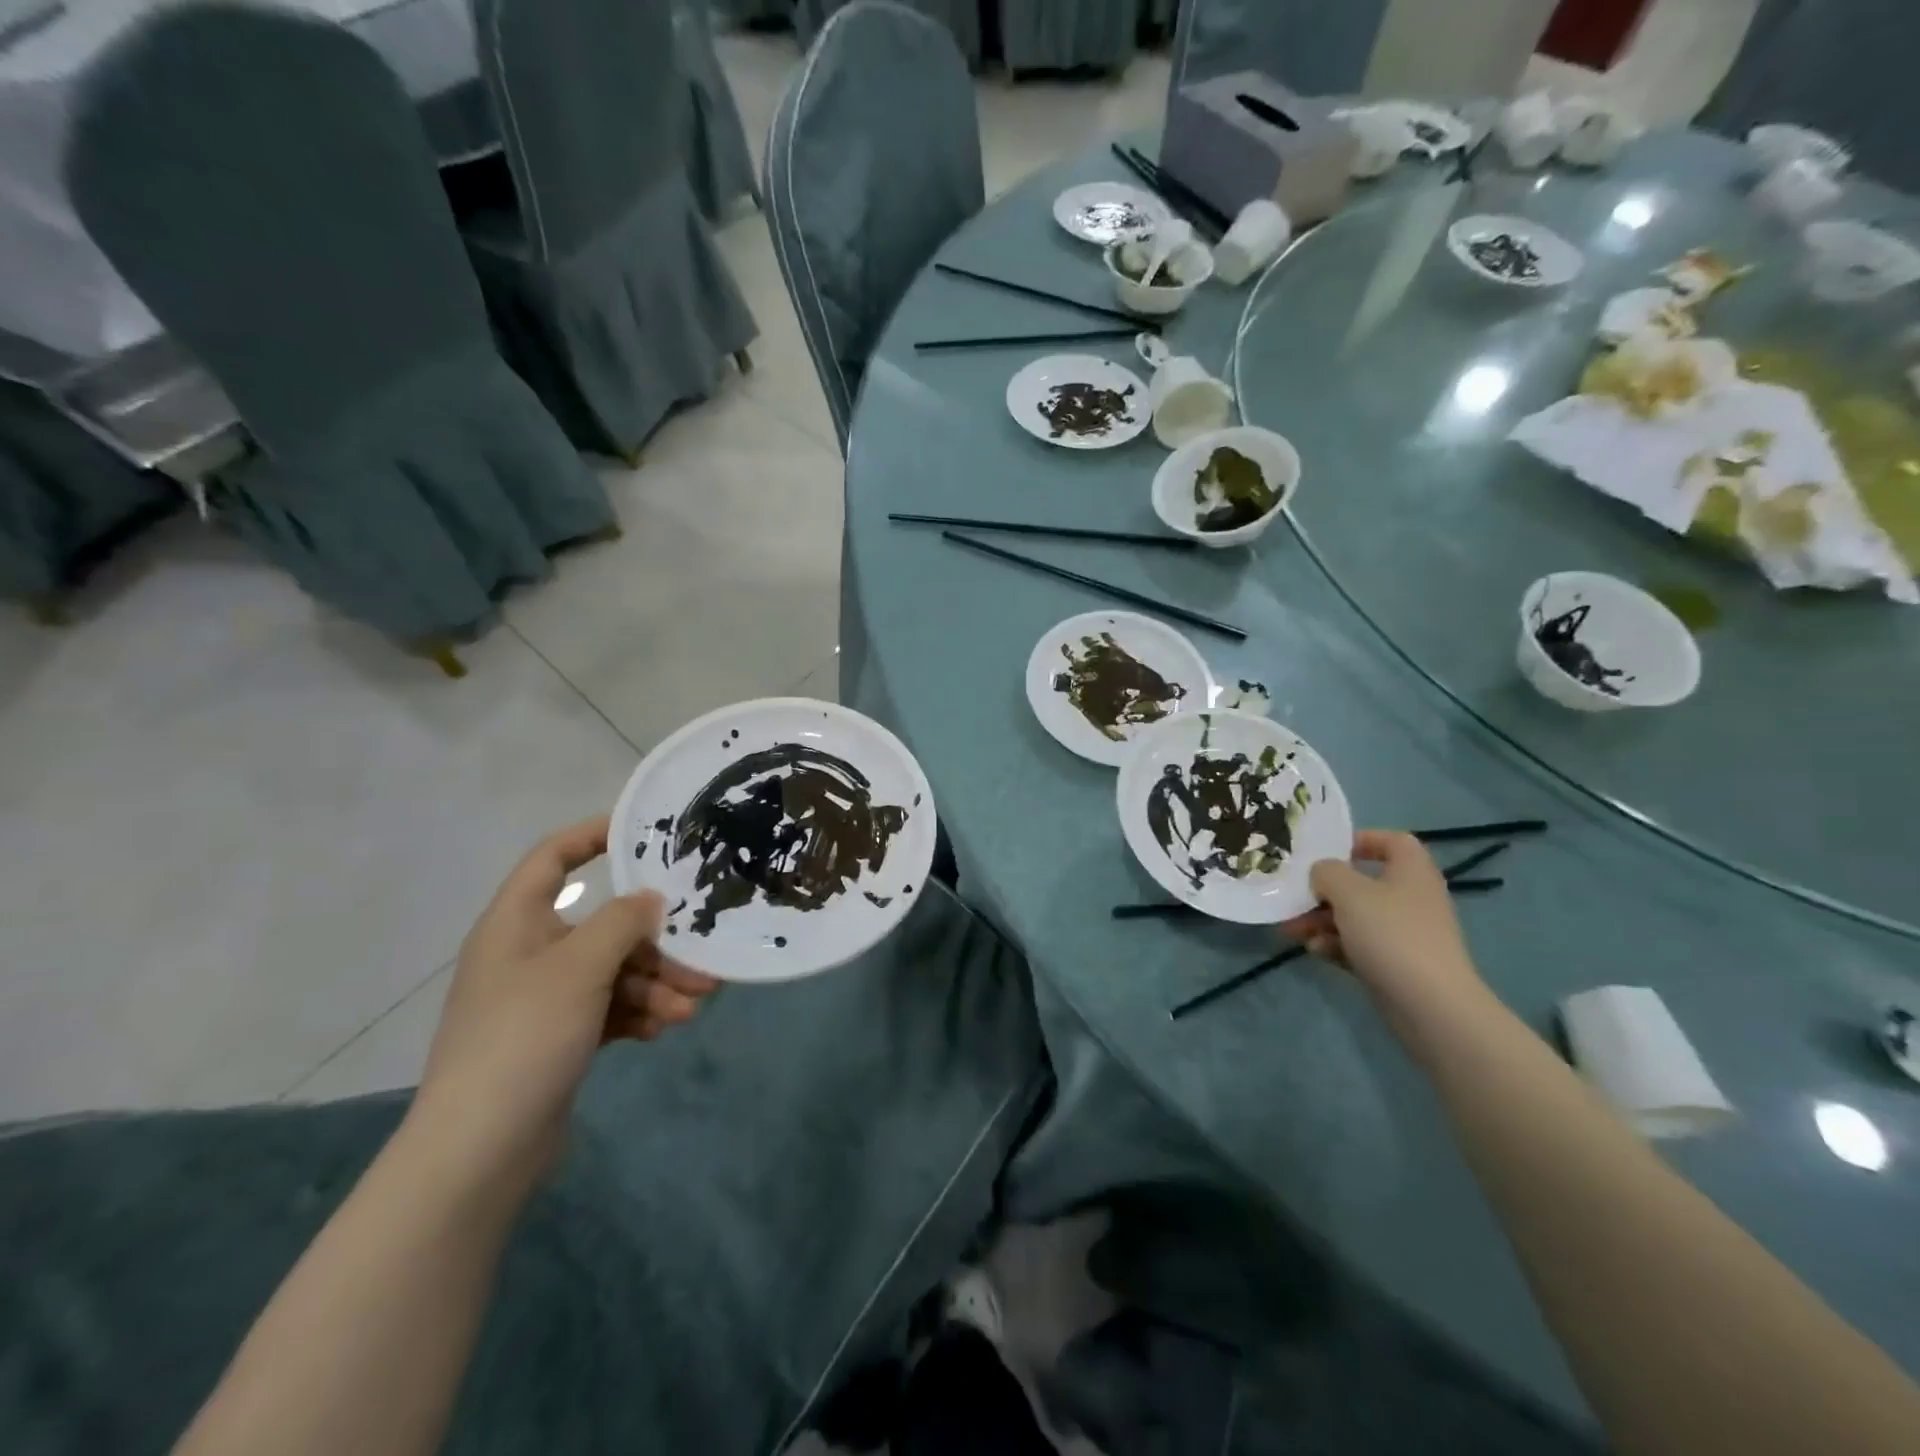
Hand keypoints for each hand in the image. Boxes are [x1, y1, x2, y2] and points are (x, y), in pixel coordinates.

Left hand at [413, 817, 718, 1183]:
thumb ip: (621, 922)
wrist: (478, 1152)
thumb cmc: (524, 1037)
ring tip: (694, 1005)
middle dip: (655, 941)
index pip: (552, 858)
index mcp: (516, 923)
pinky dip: (638, 1013)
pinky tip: (665, 1028)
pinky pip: (609, 1009)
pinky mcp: (558, 1039)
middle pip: (602, 925)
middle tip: (702, 954)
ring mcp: (543, 1000)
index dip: (593, 836)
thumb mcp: (579, 968)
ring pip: (613, 972)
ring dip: (656, 984)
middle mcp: (529, 954)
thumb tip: (650, 898)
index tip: (645, 833)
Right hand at [1281, 830, 1487, 1018]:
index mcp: (1410, 871)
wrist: (1430, 1005)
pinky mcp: (1396, 963)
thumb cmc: (1391, 934)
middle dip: (1324, 890)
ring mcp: (1405, 933)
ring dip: (1321, 919)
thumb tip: (1321, 873)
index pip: (1393, 841)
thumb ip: (1326, 872)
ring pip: (1355, 916)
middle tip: (1295, 897)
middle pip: (1363, 882)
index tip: (1327, 851)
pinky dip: (1335, 944)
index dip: (1361, 840)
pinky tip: (1315, 951)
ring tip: (1292, 930)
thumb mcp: (1349, 892)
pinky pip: (1359, 944)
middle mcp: (1411, 897)